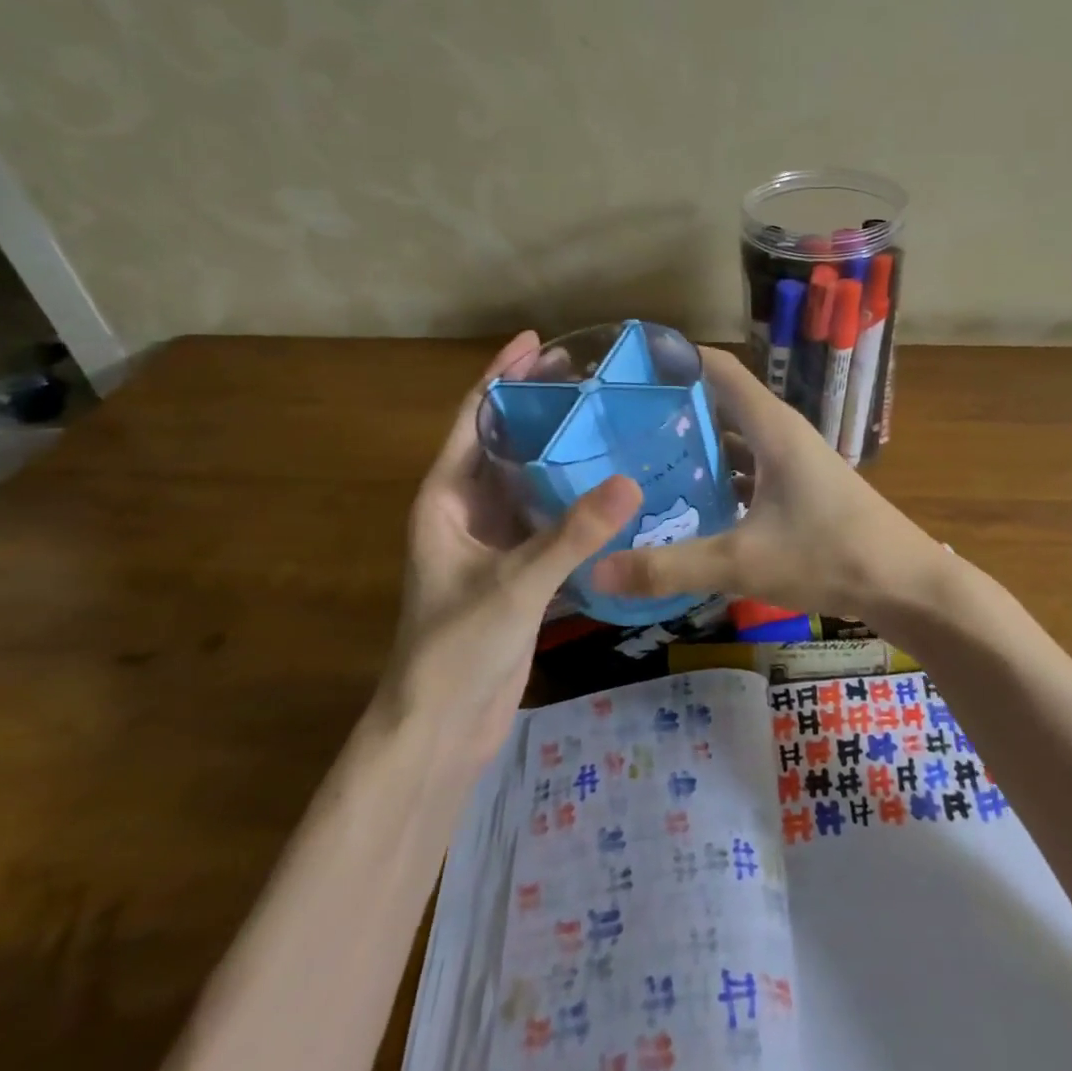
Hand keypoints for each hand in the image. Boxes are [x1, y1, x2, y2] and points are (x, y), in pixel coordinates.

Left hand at [388, 331, 640, 766]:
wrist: (440, 728)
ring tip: (609, 422)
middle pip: (506, 443)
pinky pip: (549, 520)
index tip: (539, 342)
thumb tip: (631, 481)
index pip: (474, 419)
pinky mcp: (518, 571)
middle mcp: (467, 512)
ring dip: (562, 453)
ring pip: (530, 481)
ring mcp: (493, 542)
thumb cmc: (457, 648)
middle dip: (540, 407)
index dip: (502, 376)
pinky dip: (576, 500)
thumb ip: (572, 534)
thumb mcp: (516, 584)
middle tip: (589, 376)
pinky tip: (614, 489)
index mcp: (446, 499)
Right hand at [591, 348, 954, 648]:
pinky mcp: (799, 491)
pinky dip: (718, 479)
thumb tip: (597, 570)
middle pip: (719, 403)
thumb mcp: (743, 562)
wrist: (906, 585)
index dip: (673, 358)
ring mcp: (793, 462)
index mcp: (771, 425)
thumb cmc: (830, 555)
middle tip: (614, 424)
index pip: (715, 367)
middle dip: (671, 408)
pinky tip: (687, 505)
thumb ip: (670, 566)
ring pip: (734, 441)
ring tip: (639, 461)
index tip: (624, 368)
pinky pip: (748, 471)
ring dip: (694, 447)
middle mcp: (781, 433)